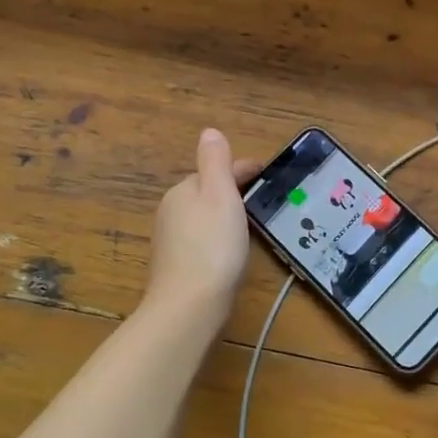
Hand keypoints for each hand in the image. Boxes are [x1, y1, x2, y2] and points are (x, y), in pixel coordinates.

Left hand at [144, 128, 258, 322]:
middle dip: (231, 191)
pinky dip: (216, 238)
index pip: (216, 170)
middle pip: (206, 192)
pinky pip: (200, 240)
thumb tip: (209, 131)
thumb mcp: (220, 195)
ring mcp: (170, 240)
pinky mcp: (175, 266)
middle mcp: (171, 211)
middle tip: (262, 200)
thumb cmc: (212, 245)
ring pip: (202, 217)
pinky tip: (229, 253)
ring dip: (224, 215)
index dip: (243, 169)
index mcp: (183, 190)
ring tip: (250, 225)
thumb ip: (216, 162)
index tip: (267, 174)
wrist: (188, 306)